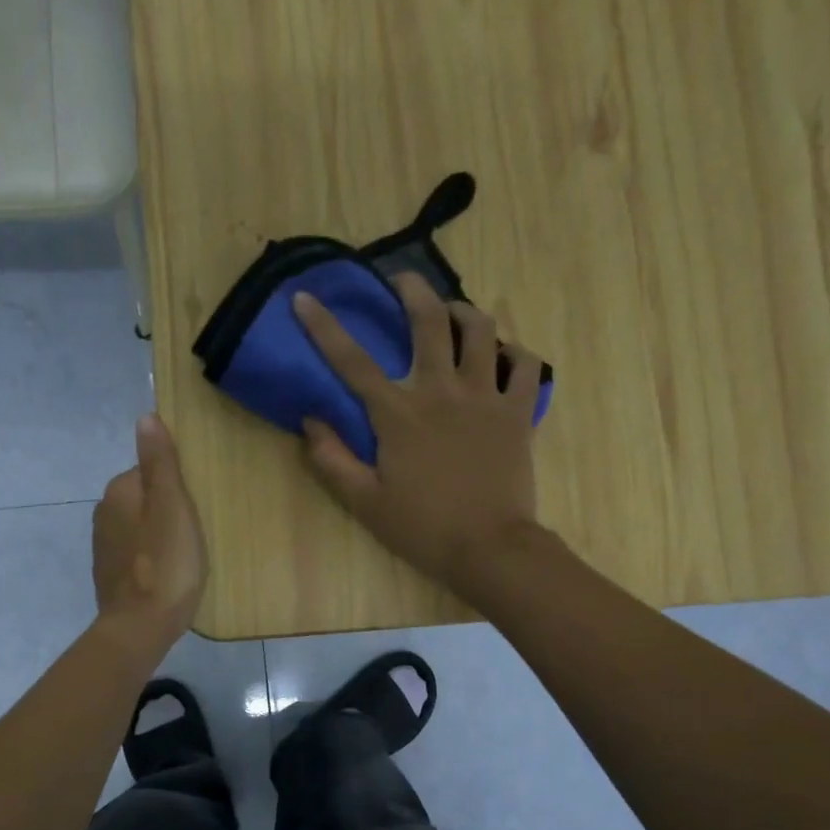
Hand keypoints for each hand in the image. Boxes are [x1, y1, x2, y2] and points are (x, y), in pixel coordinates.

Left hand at [92, 414, 208, 653]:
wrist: (140, 627)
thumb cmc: (166, 563)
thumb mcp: (171, 505)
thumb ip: (159, 462)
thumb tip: (145, 417)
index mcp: (119, 492)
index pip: (149, 471)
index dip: (175, 484)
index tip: (196, 502)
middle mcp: (104, 513)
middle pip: (143, 498)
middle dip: (166, 507)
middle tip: (197, 528)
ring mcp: (104, 546)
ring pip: (138, 525)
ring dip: (158, 532)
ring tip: (186, 552)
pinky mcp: (109, 574)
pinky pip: (135, 552)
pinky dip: (150, 555)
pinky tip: (168, 571)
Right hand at [294, 274, 542, 593]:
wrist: (489, 548)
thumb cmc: (422, 527)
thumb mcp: (363, 501)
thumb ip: (332, 459)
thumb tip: (310, 421)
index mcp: (397, 413)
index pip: (352, 360)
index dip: (324, 326)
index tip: (305, 298)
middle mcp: (441, 391)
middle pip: (429, 321)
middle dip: (412, 290)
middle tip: (403, 281)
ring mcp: (485, 397)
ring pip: (481, 330)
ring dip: (464, 311)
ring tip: (454, 312)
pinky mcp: (518, 411)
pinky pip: (525, 364)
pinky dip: (513, 353)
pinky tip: (502, 356)